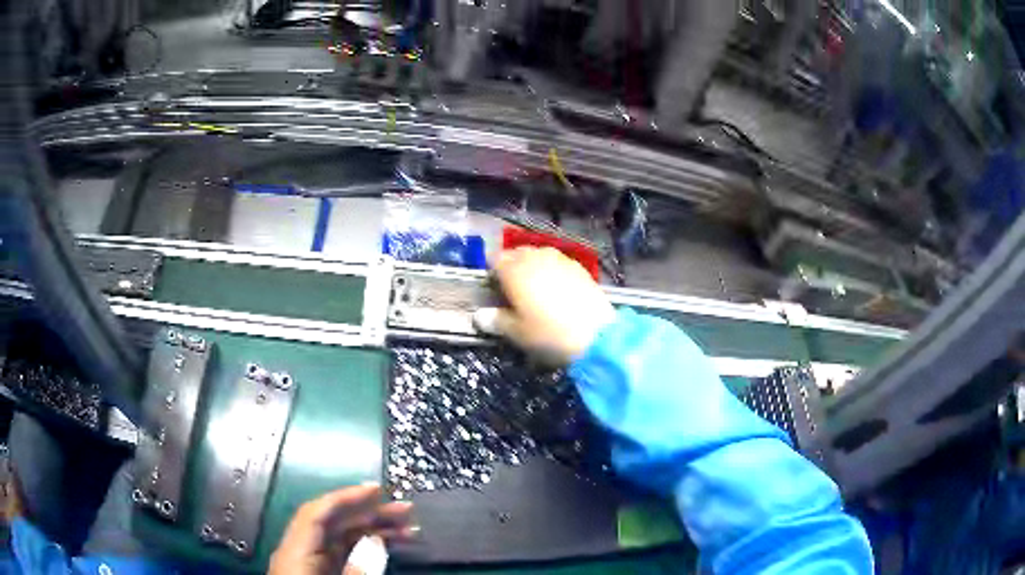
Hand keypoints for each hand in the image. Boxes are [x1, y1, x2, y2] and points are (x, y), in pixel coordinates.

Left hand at [269, 483, 413, 574]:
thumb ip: (357, 570)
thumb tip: (377, 543)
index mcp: (296, 553)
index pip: (317, 514)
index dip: (346, 497)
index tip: (378, 489)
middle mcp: (300, 552)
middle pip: (332, 523)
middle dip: (368, 513)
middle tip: (406, 510)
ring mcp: (309, 564)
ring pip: (340, 538)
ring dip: (372, 530)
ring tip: (408, 530)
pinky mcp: (319, 574)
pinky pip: (342, 553)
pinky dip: (364, 547)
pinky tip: (387, 547)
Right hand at [473, 247, 615, 364]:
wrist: (596, 335)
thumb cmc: (548, 333)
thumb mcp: (516, 333)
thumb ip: (495, 321)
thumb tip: (479, 316)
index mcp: (514, 270)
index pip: (494, 260)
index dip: (492, 274)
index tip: (493, 290)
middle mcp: (535, 257)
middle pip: (517, 254)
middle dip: (512, 267)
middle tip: (513, 290)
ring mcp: (560, 259)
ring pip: (539, 255)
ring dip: (533, 267)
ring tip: (535, 289)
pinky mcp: (579, 267)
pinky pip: (557, 263)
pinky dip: (552, 272)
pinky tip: (557, 290)